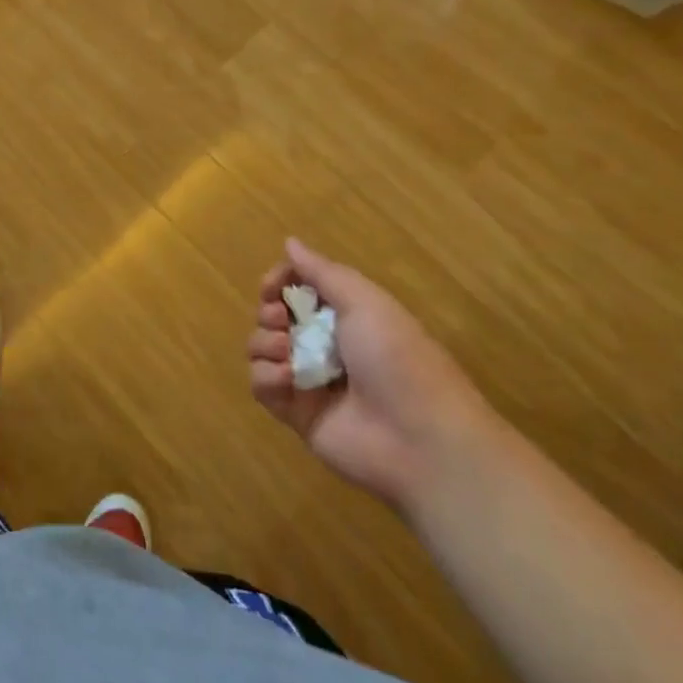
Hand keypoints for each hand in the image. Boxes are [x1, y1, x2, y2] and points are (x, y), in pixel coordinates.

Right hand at [247, 239, 494, 513]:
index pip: (298, 288)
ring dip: (265, 343)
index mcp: (346, 316)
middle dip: (269, 312)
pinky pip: (262, 386)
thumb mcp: (365, 302)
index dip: (279, 282)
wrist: (421, 440)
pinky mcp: (296, 414)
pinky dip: (267, 377)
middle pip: (274, 316)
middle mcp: (325, 345)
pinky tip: (287, 380)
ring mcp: (309, 380)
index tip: (272, 285)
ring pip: (261, 349)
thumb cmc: (397, 358)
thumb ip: (322, 272)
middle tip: (281, 319)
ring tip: (288, 353)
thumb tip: (290, 242)